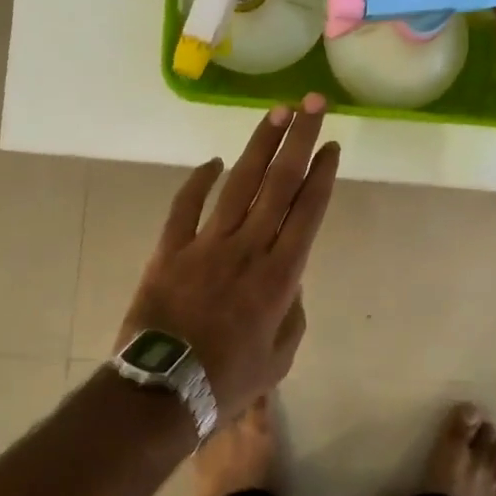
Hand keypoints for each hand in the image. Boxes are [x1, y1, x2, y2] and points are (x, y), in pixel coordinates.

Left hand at [118, 95, 339, 415]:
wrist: (163, 391)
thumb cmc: (228, 380)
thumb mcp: (280, 356)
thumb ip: (292, 312)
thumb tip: (288, 279)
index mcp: (280, 274)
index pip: (307, 210)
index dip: (322, 173)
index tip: (331, 145)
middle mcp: (249, 247)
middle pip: (279, 183)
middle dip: (299, 140)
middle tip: (312, 105)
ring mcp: (207, 244)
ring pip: (238, 184)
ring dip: (259, 146)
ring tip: (276, 113)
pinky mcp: (171, 249)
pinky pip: (185, 206)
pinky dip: (198, 181)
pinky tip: (212, 161)